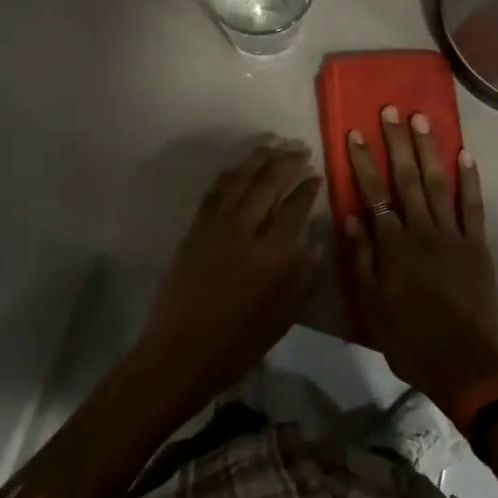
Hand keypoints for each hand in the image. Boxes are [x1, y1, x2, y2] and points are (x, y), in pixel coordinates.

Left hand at [139, 139, 322, 407]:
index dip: (308, 187)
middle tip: (301, 149)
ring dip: (259, 158)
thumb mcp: (283, 318)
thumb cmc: (238, 343)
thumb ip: (304, 276)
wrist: (180, 353)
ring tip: (274, 144)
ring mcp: (215, 225)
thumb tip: (315, 241)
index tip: (317, 174)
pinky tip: (239, 166)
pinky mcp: (195, 228)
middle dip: (287, 161)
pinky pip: (215, 191)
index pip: (295, 207)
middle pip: (268, 182)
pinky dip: (230, 173)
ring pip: (240, 179)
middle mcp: (244, 229)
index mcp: (271, 254)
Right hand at [342, 107, 497, 404]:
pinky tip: (464, 154)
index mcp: (393, 244)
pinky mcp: (477, 245)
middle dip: (396, 142)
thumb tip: (351, 215)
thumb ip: (360, 257)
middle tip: (391, 110)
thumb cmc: (408, 337)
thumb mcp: (370, 304)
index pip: (373, 193)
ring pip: (437, 183)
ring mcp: (452, 234)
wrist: (462, 363)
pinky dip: (469, 179)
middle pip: (406, 178)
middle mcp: (421, 230)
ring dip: (428, 149)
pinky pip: (473, 206)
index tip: (355, 132)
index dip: (363, 161)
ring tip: (421, 119)